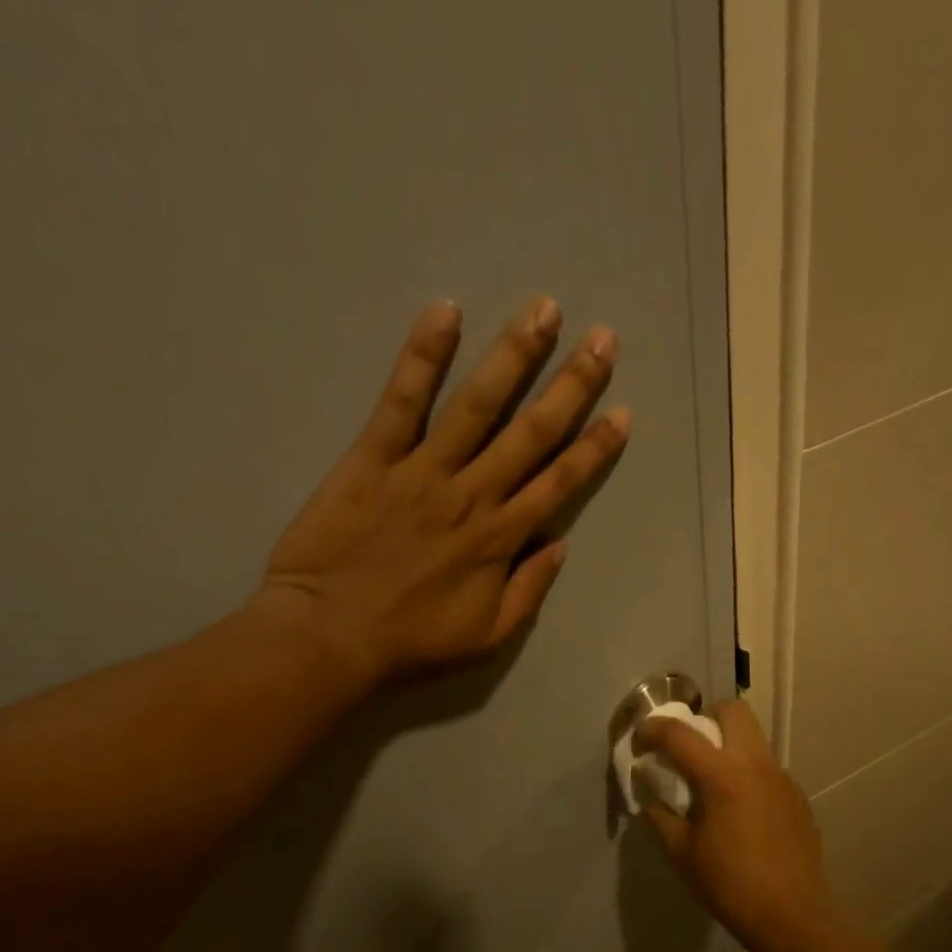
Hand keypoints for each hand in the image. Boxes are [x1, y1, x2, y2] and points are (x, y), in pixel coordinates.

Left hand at [252, 297, 627, 689]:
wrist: (329, 636)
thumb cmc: (410, 642)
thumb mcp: (487, 637)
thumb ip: (529, 591)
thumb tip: (560, 545)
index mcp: (500, 540)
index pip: (559, 483)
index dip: (594, 448)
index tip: (622, 413)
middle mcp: (472, 495)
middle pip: (530, 432)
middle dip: (572, 384)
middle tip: (603, 338)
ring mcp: (422, 471)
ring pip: (477, 405)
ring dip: (514, 355)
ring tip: (544, 309)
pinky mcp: (372, 458)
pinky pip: (401, 400)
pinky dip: (423, 355)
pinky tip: (446, 312)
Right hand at [634, 700, 844, 951]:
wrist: (791, 916)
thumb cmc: (728, 885)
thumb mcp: (680, 852)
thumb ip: (659, 814)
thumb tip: (647, 791)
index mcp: (721, 776)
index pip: (679, 733)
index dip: (652, 730)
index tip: (639, 741)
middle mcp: (755, 764)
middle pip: (732, 710)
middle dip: (704, 717)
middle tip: (687, 748)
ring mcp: (782, 778)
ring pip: (754, 738)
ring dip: (728, 745)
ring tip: (713, 782)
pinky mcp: (797, 796)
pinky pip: (767, 768)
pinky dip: (747, 774)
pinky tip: (740, 811)